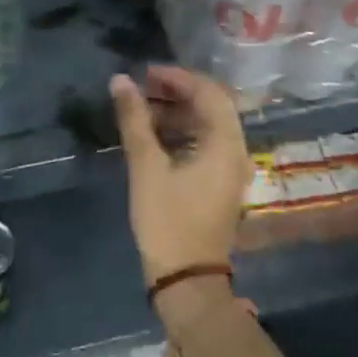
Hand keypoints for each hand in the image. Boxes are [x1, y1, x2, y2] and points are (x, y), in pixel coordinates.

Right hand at [109, 66, 252, 287]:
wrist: (187, 281)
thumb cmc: (168, 221)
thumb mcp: (146, 166)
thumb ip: (134, 120)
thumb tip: (121, 80)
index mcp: (226, 144)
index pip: (209, 92)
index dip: (177, 77)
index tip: (146, 74)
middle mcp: (236, 151)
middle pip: (213, 105)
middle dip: (179, 91)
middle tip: (144, 87)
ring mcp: (231, 169)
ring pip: (209, 124)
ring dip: (179, 110)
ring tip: (143, 107)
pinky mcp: (221, 183)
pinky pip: (207, 142)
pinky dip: (183, 130)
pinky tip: (156, 134)